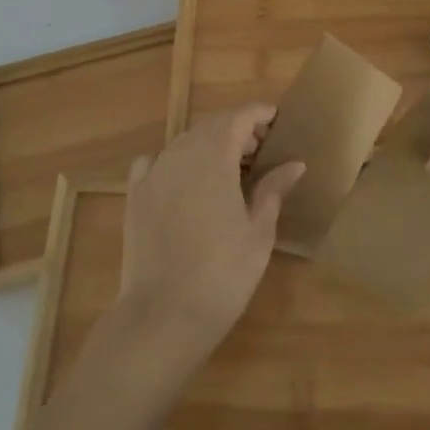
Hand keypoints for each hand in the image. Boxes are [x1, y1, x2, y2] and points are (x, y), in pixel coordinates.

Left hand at [115, 104, 303, 373]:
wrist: (163, 315)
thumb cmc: (223, 273)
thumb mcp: (259, 231)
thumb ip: (274, 189)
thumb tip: (295, 164)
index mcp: (214, 155)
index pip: (239, 116)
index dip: (260, 114)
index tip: (278, 122)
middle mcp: (180, 153)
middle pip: (212, 125)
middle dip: (238, 130)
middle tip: (261, 151)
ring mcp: (153, 173)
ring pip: (185, 142)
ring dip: (209, 145)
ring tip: (230, 169)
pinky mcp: (135, 195)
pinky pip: (155, 162)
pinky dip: (174, 161)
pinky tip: (184, 181)